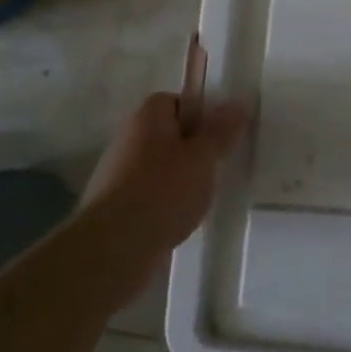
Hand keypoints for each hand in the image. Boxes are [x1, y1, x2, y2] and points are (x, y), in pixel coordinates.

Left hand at [80, 93, 250, 304]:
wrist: (113, 250)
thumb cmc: (163, 190)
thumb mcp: (204, 156)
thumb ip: (222, 130)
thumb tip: (237, 104)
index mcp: (146, 119)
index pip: (173, 100)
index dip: (198, 111)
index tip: (219, 131)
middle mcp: (127, 141)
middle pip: (166, 134)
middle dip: (192, 146)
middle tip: (217, 161)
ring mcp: (117, 177)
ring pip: (159, 166)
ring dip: (180, 176)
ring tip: (203, 193)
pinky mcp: (115, 209)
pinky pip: (150, 194)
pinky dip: (167, 202)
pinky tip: (182, 216)